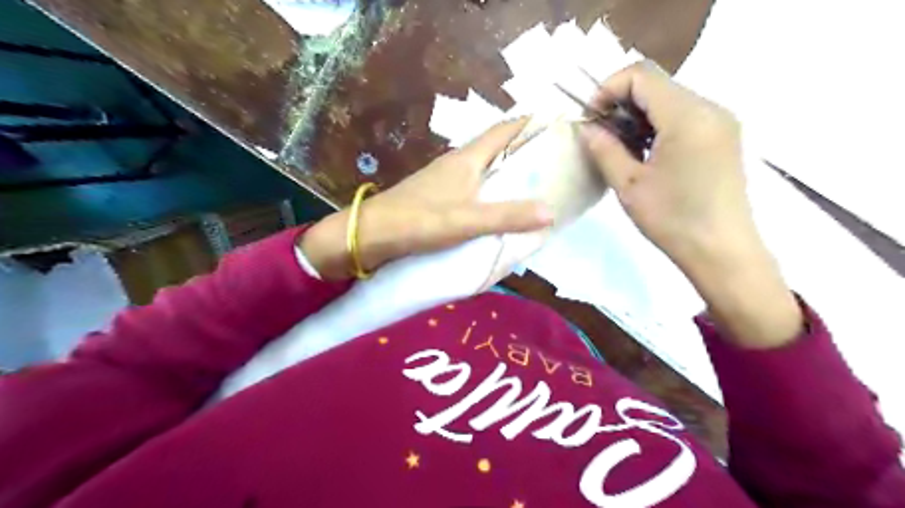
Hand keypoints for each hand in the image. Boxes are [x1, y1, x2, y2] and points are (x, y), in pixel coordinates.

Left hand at [299, 120, 551, 282]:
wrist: (371, 234)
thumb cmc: (419, 220)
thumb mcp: (467, 220)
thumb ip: (507, 216)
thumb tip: (551, 211)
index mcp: (467, 159)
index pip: (504, 130)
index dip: (530, 124)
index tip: (557, 128)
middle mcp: (458, 163)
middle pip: (497, 149)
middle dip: (524, 152)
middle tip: (555, 164)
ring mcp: (445, 180)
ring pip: (485, 169)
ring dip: (507, 174)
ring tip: (534, 187)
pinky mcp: (438, 197)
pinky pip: (473, 189)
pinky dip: (490, 193)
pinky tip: (499, 209)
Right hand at [580, 61, 798, 349]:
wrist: (722, 252)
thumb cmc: (672, 220)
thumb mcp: (629, 185)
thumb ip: (604, 149)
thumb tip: (588, 128)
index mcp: (687, 116)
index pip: (641, 75)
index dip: (608, 89)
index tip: (591, 120)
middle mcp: (709, 108)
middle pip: (656, 84)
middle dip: (621, 103)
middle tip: (602, 136)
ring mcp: (720, 121)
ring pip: (670, 99)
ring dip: (638, 115)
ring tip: (621, 147)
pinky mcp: (723, 137)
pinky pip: (684, 115)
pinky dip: (658, 125)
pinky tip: (646, 153)